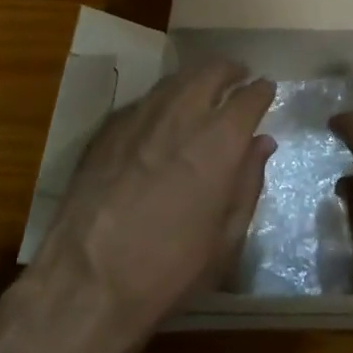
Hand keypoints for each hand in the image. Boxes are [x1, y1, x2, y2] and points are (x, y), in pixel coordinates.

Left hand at [33, 58, 273, 351]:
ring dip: (196, 79)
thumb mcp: (226, 238)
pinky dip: (164, 100)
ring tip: (203, 89)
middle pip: (211, 71)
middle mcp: (182, 116)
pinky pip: (145, 100)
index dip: (261, 90)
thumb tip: (262, 143)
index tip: (266, 90)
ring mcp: (140, 117)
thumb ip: (248, 182)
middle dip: (230, 70)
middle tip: (238, 76)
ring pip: (176, 80)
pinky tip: (163, 117)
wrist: (86, 282)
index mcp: (219, 142)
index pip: (249, 97)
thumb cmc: (169, 269)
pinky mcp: (109, 129)